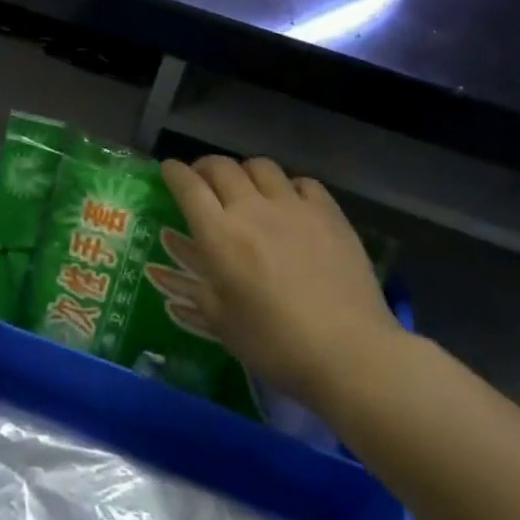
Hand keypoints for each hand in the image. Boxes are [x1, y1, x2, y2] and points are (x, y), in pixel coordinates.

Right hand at [159, 157, 398, 408]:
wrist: (350, 353)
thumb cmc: (275, 344)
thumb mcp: (221, 323)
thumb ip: (198, 288)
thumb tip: (181, 271)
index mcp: (218, 235)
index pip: (188, 185)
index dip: (174, 172)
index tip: (168, 170)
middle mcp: (252, 209)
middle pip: (221, 166)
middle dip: (205, 167)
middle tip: (203, 180)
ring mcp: (294, 207)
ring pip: (261, 166)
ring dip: (245, 172)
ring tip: (246, 188)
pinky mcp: (330, 214)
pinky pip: (303, 183)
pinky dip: (288, 186)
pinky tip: (290, 203)